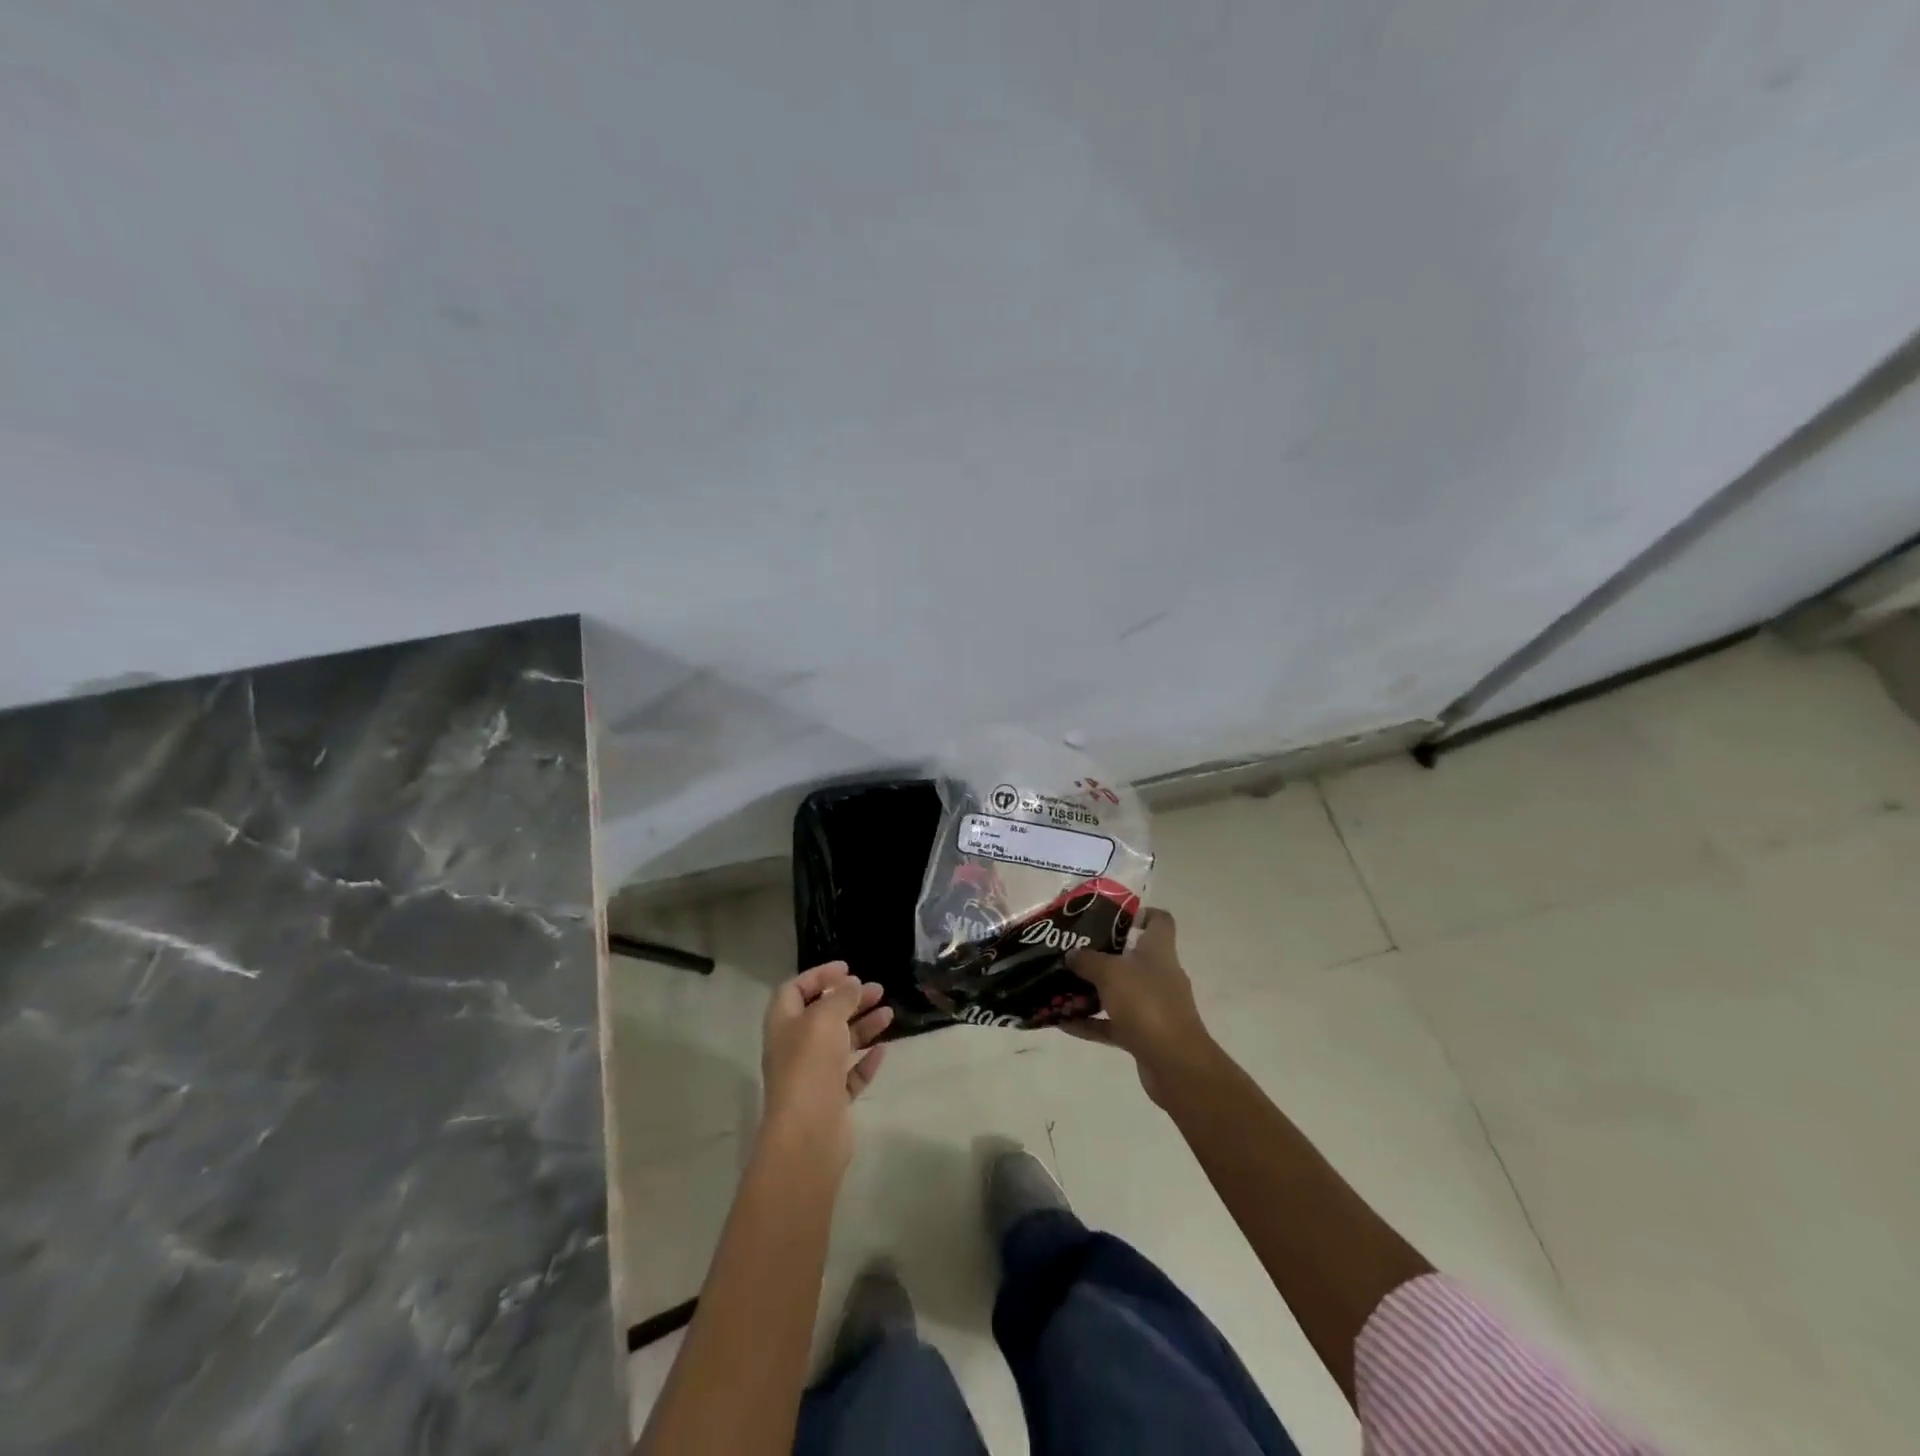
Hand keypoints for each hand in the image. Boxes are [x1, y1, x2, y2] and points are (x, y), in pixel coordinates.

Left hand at [760, 961, 892, 1169]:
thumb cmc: (810, 1066)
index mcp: (783, 1025)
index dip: (819, 976)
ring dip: (863, 1026)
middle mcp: (795, 1048)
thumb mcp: (825, 1019)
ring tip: (889, 1013)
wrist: (808, 1134)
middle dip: (849, 999)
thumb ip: (840, 997)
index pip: (795, 990)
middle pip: (822, 1015)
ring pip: (839, 1044)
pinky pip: (850, 1075)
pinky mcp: (831, 1101)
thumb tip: (851, 984)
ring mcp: (813, 1076)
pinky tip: (883, 1050)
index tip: (847, 969)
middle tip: (877, 989)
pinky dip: (866, 1060)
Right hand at [1063, 909, 1215, 1105]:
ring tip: (1060, 985)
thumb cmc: (1146, 1004)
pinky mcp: (1144, 1035)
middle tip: (1072, 950)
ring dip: (1092, 991)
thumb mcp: (1110, 973)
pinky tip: (1062, 1022)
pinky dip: (1091, 1023)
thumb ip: (1088, 960)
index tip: (1111, 915)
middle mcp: (1159, 975)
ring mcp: (1153, 1007)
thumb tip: (1072, 953)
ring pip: (1119, 992)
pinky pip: (1112, 1024)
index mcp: (1159, 951)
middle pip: (1132, 956)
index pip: (1160, 920)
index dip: (1140, 913)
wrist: (1175, 1064)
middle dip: (1102, 954)